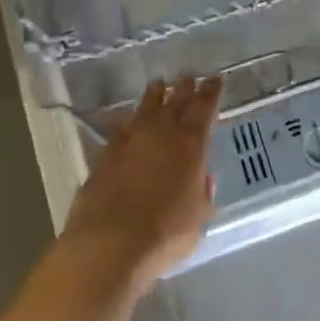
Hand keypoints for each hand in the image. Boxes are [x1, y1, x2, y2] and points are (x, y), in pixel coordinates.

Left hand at [64, 76, 222, 281]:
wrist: (109, 244)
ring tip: (159, 84)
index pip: (204, 109)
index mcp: (191, 146)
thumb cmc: (165, 234)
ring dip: (155, 95)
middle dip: (185, 88)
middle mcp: (161, 135)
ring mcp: (130, 142)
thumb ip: (202, 193)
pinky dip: (128, 121)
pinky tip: (128, 120)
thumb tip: (202, 178)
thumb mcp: (198, 218)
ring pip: (146, 108)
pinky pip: (121, 128)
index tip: (215, 78)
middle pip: (175, 102)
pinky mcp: (105, 155)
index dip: (211, 92)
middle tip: (190, 76)